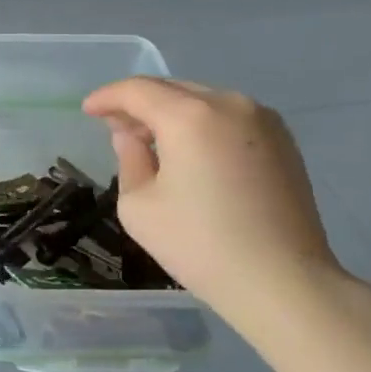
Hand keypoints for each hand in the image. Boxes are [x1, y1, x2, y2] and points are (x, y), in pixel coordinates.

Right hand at [83, 77, 342, 313]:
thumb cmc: (199, 244)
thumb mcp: (139, 205)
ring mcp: (263, 121)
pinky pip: (228, 119)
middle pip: (172, 89)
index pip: (137, 90)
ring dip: (171, 114)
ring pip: (202, 102)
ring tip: (151, 142)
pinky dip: (201, 126)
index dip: (107, 97)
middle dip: (139, 103)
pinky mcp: (283, 142)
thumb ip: (129, 159)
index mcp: (190, 116)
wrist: (282, 281)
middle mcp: (231, 105)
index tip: (87, 111)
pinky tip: (189, 154)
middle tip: (115, 127)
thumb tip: (132, 137)